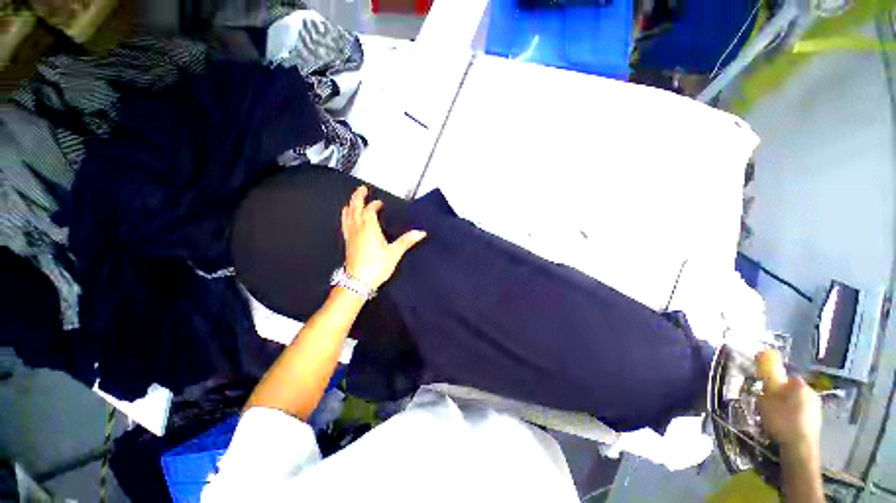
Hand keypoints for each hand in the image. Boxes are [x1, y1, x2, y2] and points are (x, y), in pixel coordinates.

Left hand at [341, 186, 425, 289]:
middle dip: (358, 196)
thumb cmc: (376, 266)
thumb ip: (407, 241)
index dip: (375, 204)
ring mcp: (350, 234)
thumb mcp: (394, 253)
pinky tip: (346, 217)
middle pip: (355, 207)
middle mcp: (357, 228)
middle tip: (362, 188)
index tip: (380, 203)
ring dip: (350, 204)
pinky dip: (345, 215)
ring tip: (353, 200)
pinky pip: (344, 223)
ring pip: (347, 214)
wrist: (358, 281)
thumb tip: (421, 232)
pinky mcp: (347, 241)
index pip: (370, 210)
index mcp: (369, 228)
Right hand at [757, 375, 821, 450]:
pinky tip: (787, 427)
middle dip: (784, 396)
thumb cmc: (782, 420)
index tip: (768, 390)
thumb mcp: (764, 403)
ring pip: (800, 403)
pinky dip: (795, 417)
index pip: (787, 378)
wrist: (800, 446)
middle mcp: (811, 393)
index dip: (777, 383)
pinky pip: (803, 414)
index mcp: (799, 385)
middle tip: (771, 405)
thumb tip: (764, 390)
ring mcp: (817, 408)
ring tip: (778, 418)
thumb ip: (764, 393)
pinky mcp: (817, 421)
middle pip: (795, 391)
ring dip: (790, 407)